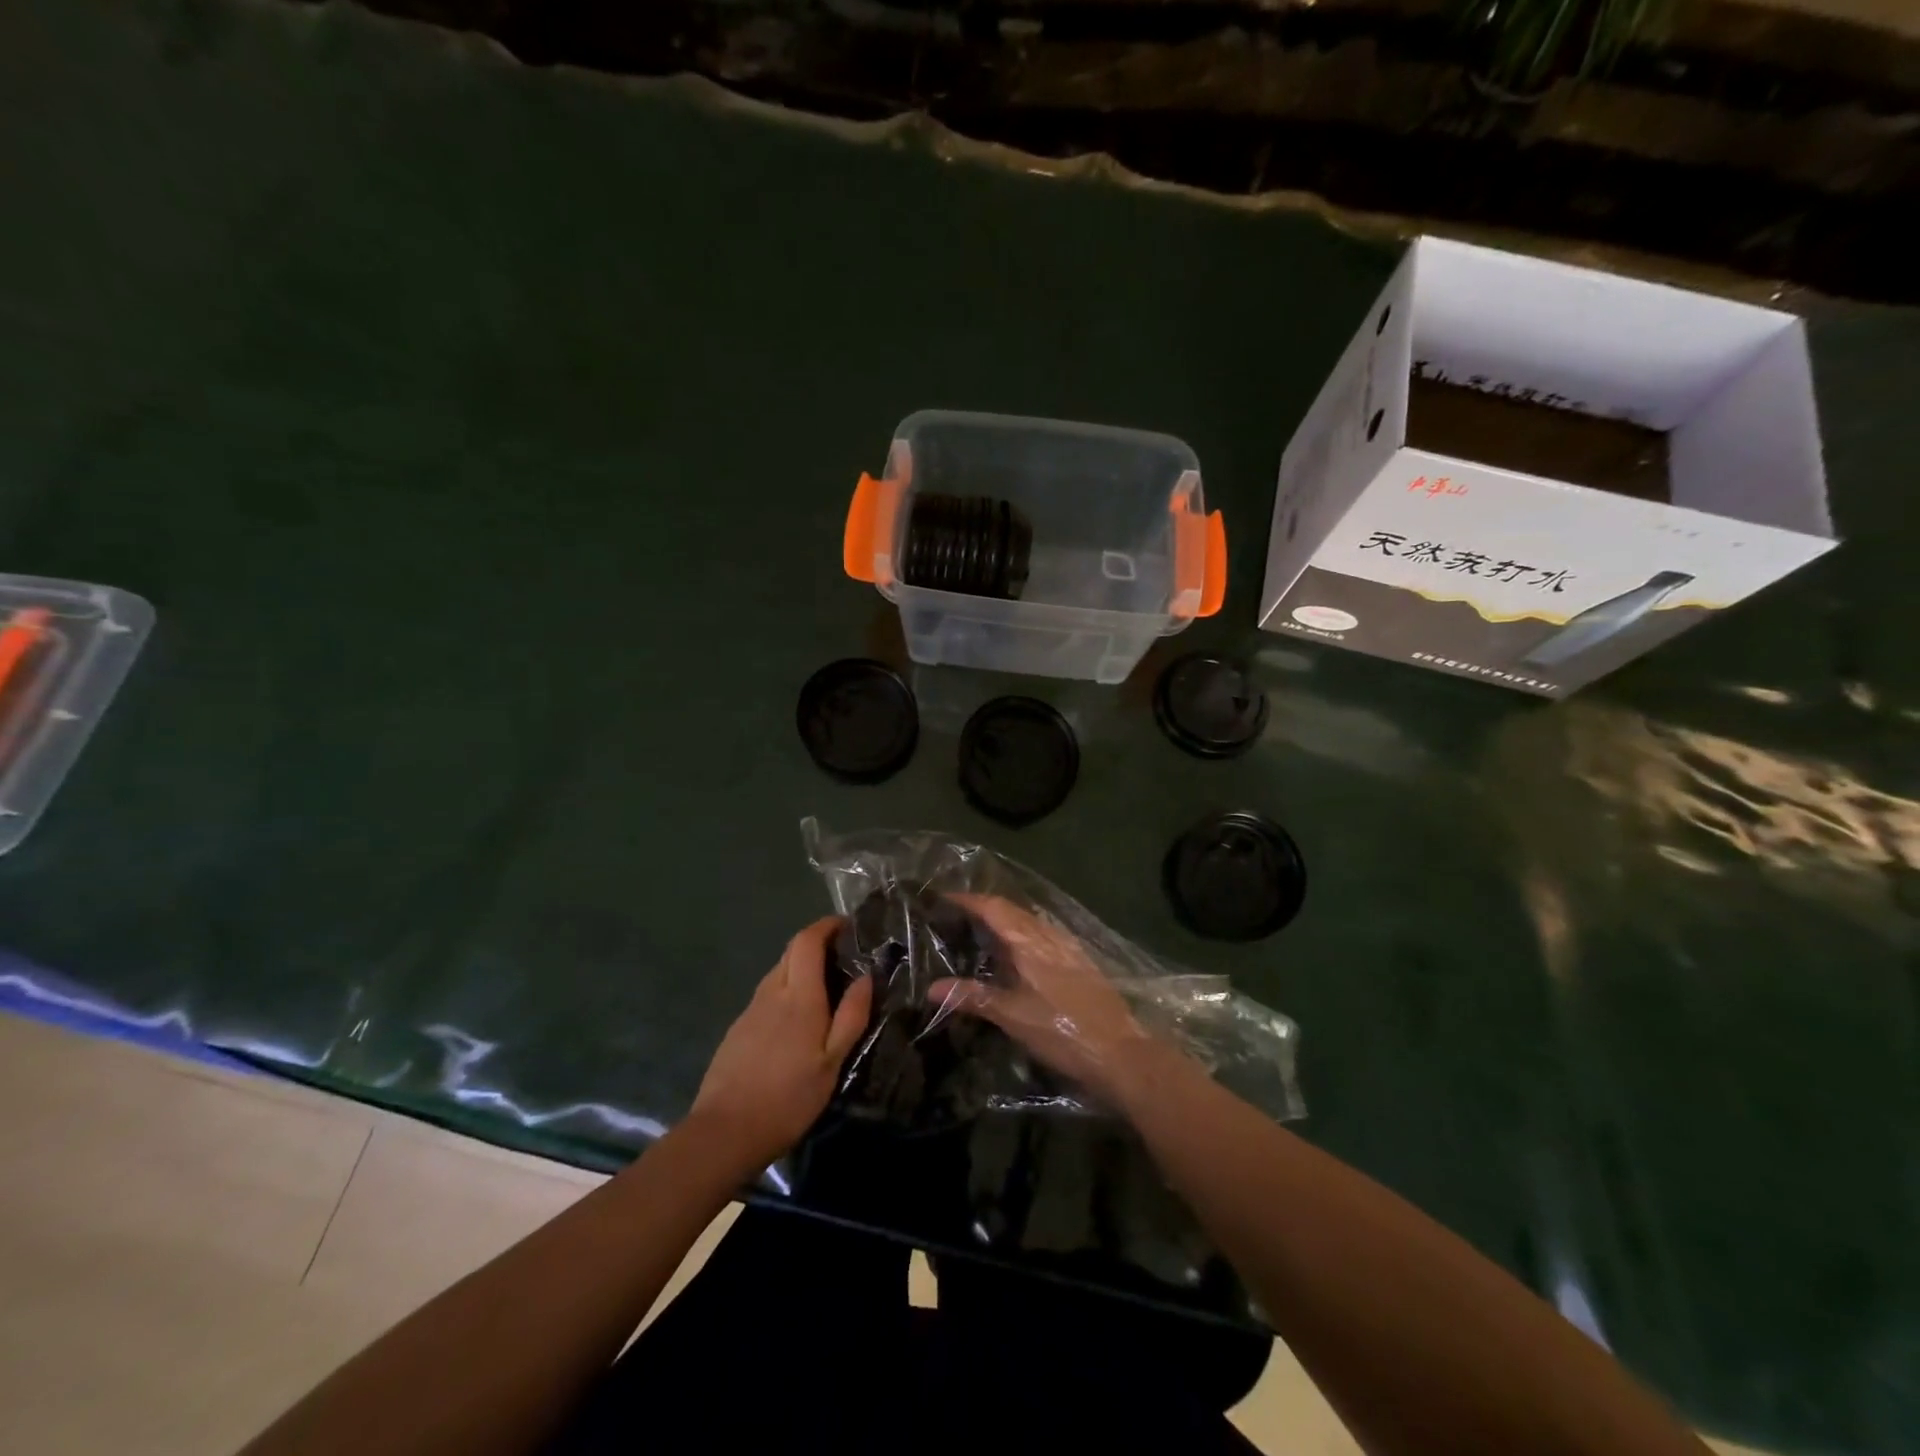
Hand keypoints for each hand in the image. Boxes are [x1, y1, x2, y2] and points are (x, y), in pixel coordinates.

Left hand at [689, 917, 873, 1171]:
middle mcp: (772, 992)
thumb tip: (867, 976)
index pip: (807, 941)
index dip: (826, 925)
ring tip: (825, 988)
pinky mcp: (738, 1029)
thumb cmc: (788, 1098)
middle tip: (842, 955)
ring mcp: (750, 1010)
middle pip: (791, 951)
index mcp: (799, 996)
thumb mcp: (832, 1062)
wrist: (725, 1132)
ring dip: (801, 967)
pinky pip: (768, 995)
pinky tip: (796, 1020)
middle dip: (816, 943)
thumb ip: (851, 1016)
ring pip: (778, 972)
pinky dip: (787, 991)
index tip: (847, 925)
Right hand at [930, 895, 1162, 1104]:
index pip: (993, 907)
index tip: (942, 897)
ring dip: (1004, 921)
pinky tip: (1017, 956)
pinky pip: (1043, 936)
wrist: (1120, 1052)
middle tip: (955, 916)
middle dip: (983, 908)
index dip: (967, 900)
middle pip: (1011, 910)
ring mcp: (1068, 947)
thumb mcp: (1012, 1016)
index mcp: (1030, 941)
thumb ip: (972, 997)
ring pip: (1029, 923)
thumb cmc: (1062, 1031)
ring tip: (980, 933)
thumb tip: (931, 987)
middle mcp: (1049, 936)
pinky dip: (1022, 936)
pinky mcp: (1080, 962)